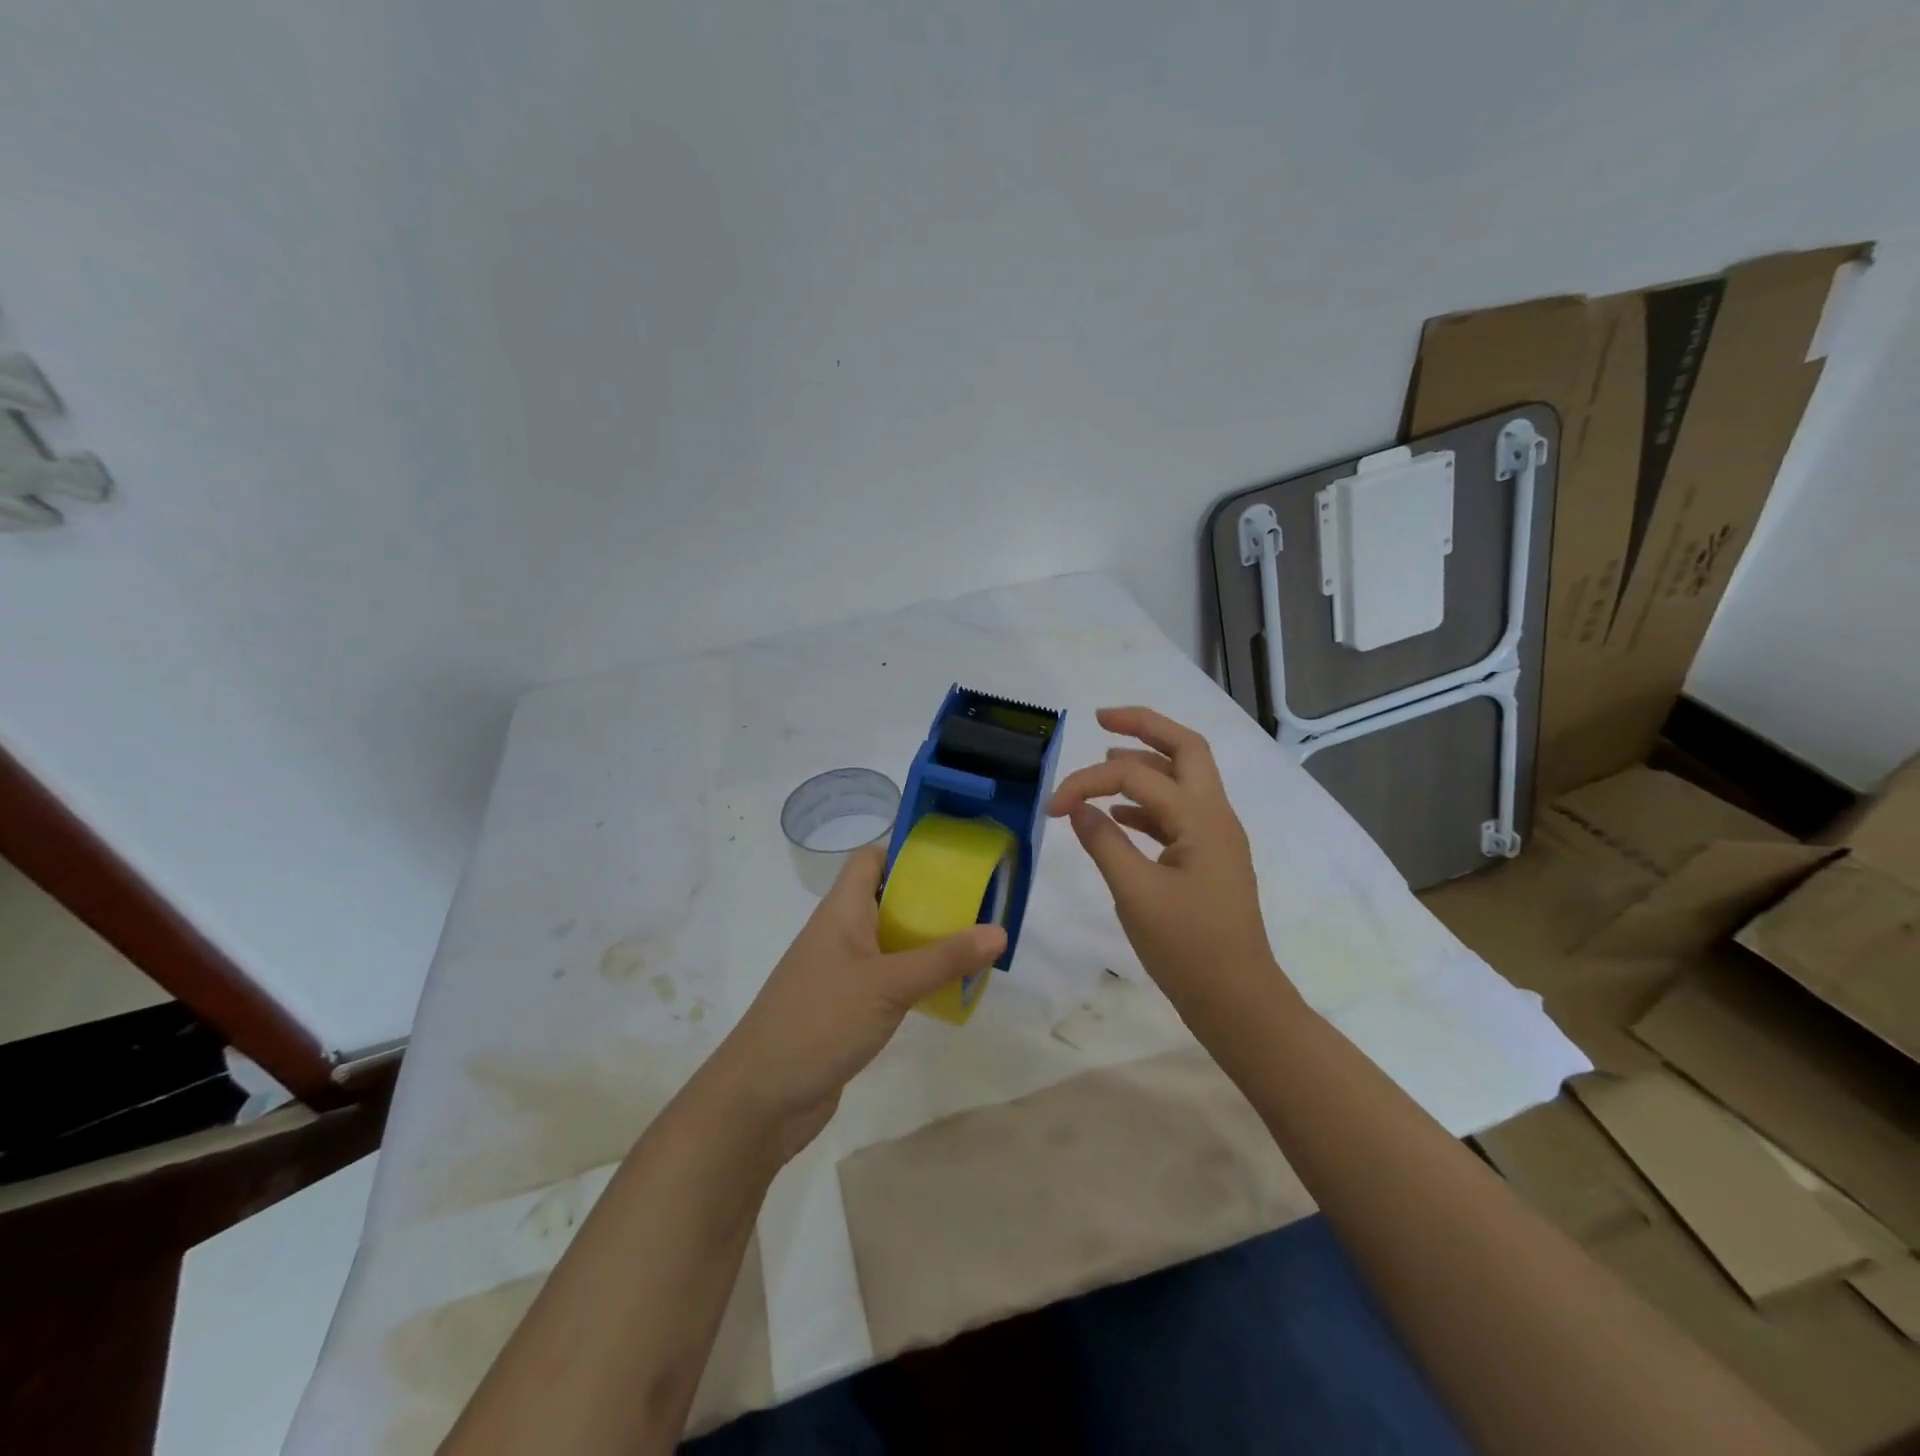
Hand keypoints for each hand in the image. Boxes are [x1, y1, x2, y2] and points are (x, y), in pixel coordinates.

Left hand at [704, 845, 1005, 1161]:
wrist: (760, 1097)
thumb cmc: (820, 1021)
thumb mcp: (889, 985)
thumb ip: (944, 958)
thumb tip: (1000, 931)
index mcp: (841, 911)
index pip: (870, 860)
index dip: (905, 852)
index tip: (951, 862)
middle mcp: (839, 934)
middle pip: (885, 899)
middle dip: (929, 900)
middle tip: (977, 906)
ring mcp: (840, 973)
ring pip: (888, 942)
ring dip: (925, 942)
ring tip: (973, 946)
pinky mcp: (845, 1008)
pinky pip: (886, 979)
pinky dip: (913, 978)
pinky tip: (944, 991)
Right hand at [1048, 706, 1289, 1016]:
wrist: (1238, 1001)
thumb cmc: (1188, 949)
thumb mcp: (1135, 894)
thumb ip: (1104, 843)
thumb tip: (1078, 808)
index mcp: (1201, 818)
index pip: (1137, 778)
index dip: (1087, 782)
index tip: (1051, 808)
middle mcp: (1215, 816)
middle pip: (1186, 748)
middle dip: (1144, 726)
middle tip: (1101, 719)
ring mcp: (1216, 837)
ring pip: (1183, 778)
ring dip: (1147, 762)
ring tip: (1106, 759)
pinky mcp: (1208, 859)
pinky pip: (1177, 812)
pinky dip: (1147, 803)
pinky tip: (1118, 816)